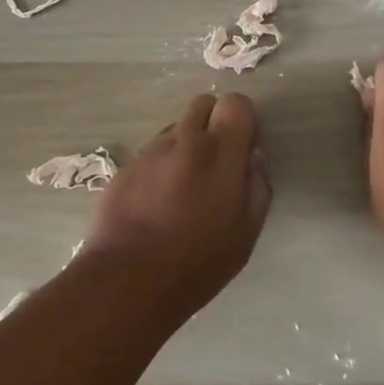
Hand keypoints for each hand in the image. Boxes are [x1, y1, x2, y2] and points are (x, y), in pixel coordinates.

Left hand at [83, 93, 270, 314]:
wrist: (126, 282)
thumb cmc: (197, 262)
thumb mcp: (246, 233)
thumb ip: (257, 186)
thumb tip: (253, 158)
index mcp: (219, 151)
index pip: (236, 102)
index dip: (242, 121)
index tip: (242, 148)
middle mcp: (184, 139)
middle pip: (203, 104)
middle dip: (213, 123)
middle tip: (215, 163)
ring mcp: (150, 150)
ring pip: (176, 128)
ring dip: (186, 145)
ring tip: (183, 188)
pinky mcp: (125, 166)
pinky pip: (152, 152)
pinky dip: (161, 166)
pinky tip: (157, 202)